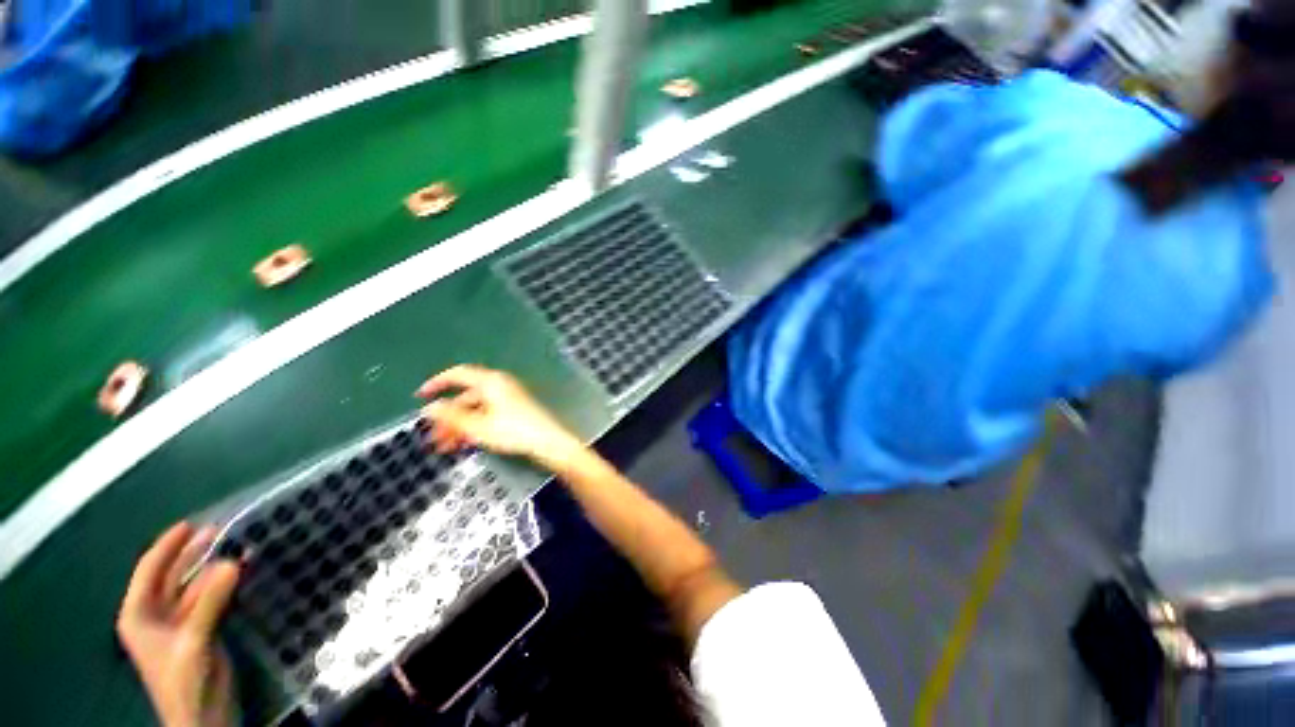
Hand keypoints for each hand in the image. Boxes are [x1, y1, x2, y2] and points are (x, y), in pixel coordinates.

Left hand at [117, 522, 240, 726]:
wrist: (201, 717)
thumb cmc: (184, 680)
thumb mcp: (194, 640)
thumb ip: (210, 602)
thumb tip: (233, 562)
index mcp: (139, 615)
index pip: (149, 571)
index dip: (167, 546)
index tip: (191, 523)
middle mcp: (154, 615)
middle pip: (171, 576)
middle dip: (191, 554)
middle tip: (219, 529)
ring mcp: (178, 624)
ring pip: (193, 587)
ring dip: (212, 569)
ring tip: (236, 547)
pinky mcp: (199, 631)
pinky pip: (209, 599)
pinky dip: (222, 585)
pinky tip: (239, 573)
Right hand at [416, 365, 583, 467]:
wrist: (548, 441)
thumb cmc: (513, 431)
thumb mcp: (478, 426)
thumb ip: (452, 417)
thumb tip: (429, 408)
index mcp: (490, 382)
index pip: (458, 374)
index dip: (437, 383)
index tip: (420, 396)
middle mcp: (498, 385)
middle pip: (465, 397)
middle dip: (447, 417)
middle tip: (432, 437)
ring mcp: (507, 398)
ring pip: (475, 409)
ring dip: (458, 426)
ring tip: (445, 447)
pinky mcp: (513, 411)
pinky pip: (486, 415)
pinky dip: (473, 427)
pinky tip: (463, 444)